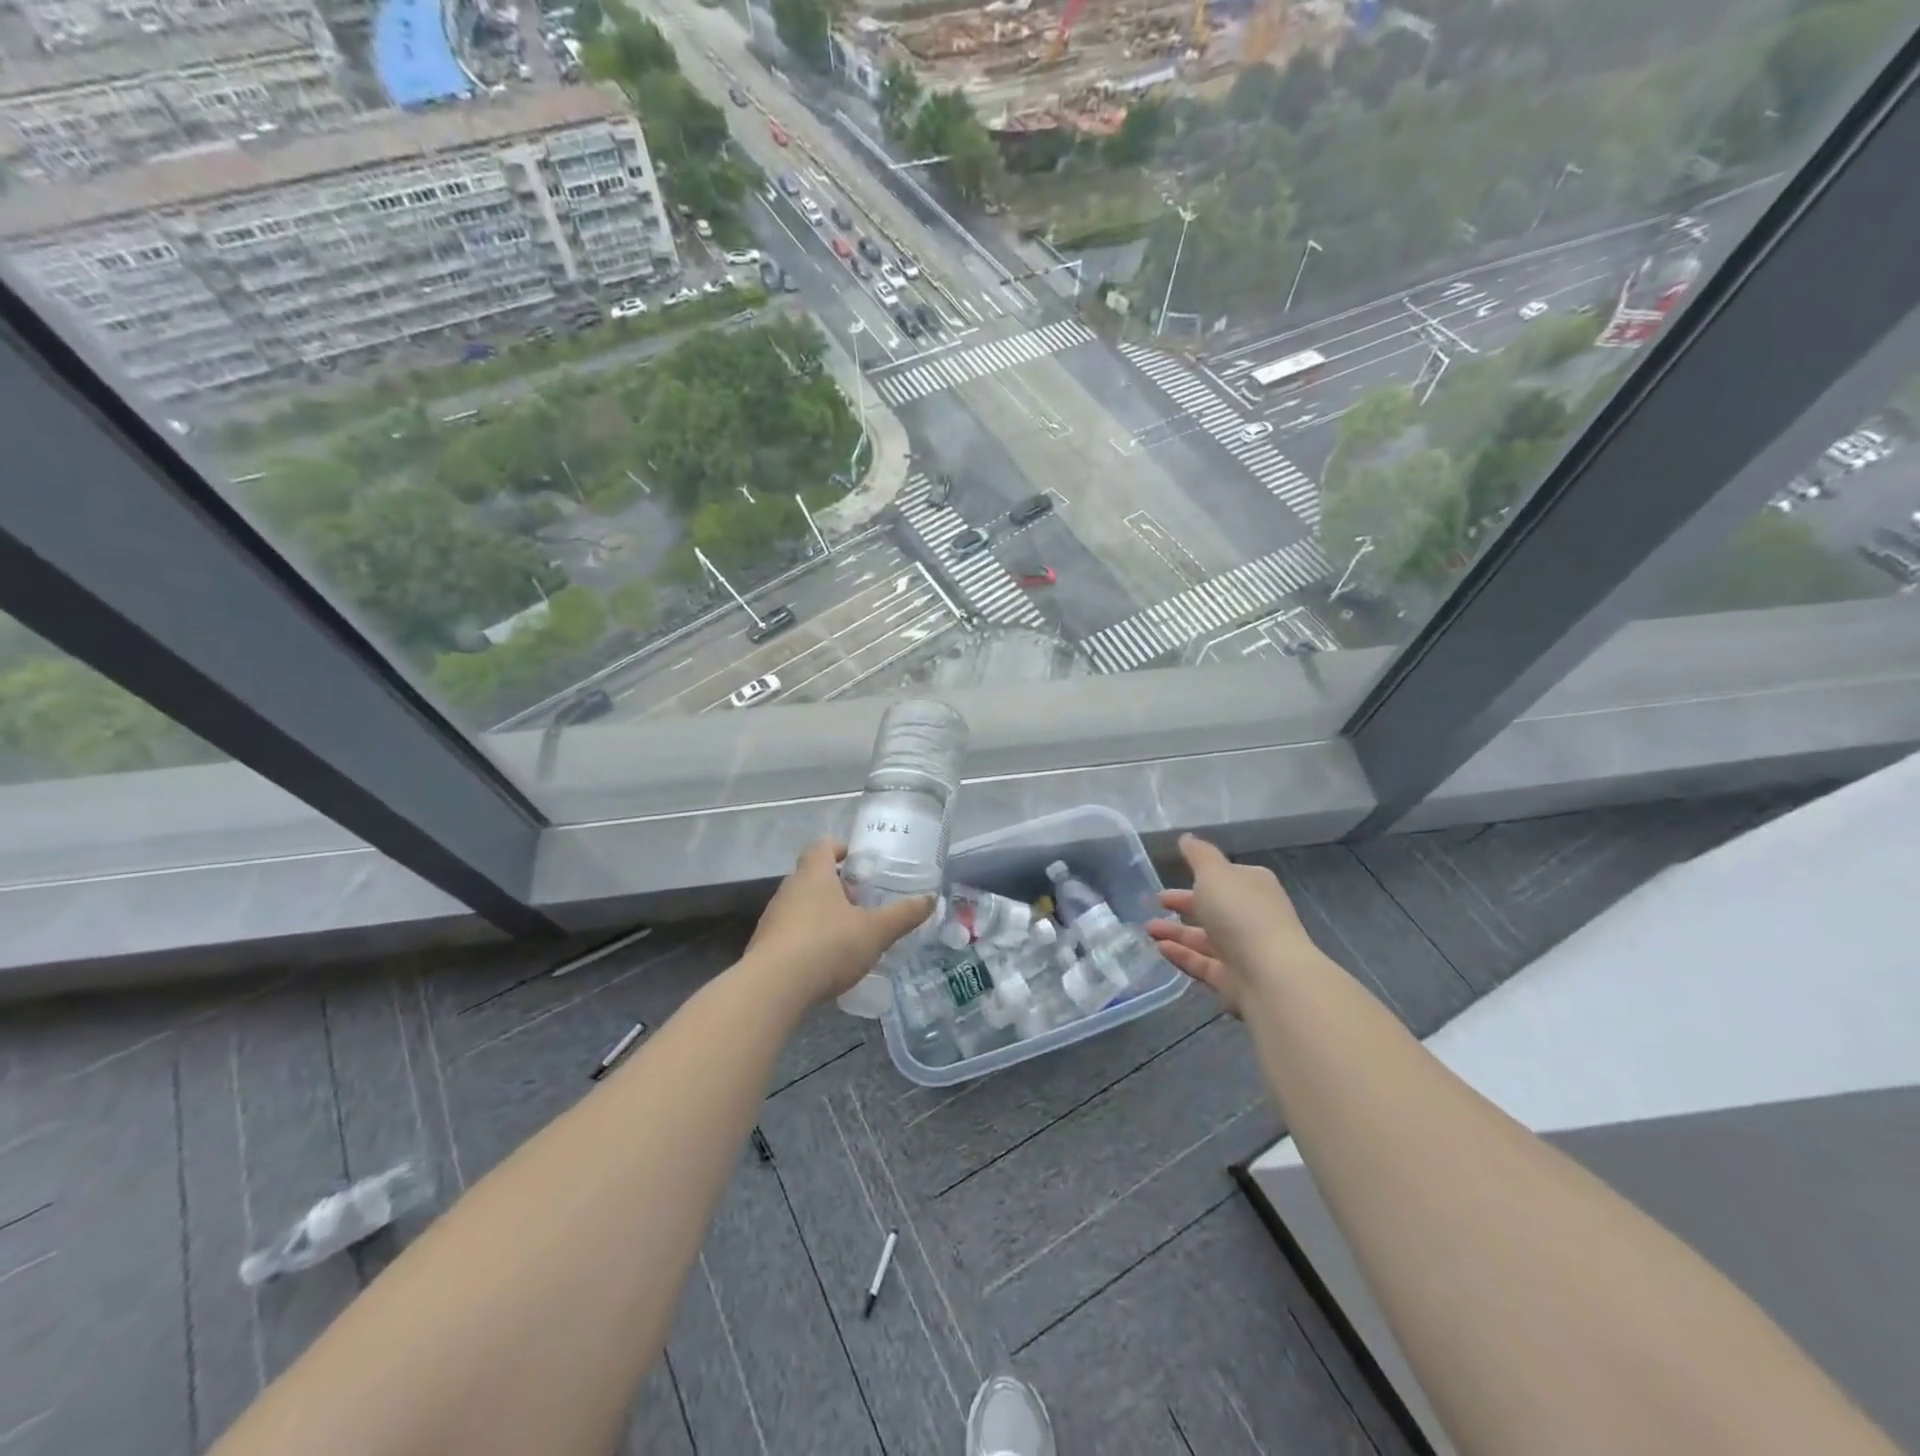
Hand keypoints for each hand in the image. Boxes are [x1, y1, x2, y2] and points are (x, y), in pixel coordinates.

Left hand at [745, 839, 935, 1005]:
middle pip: (812, 876)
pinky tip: (823, 962)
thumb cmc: (827, 946)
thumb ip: (903, 915)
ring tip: (846, 935)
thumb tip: (930, 899)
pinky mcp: (763, 946)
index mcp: (814, 875)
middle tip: (861, 903)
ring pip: (800, 905)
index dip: (839, 848)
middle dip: (836, 887)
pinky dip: (806, 939)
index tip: (857, 860)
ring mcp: (772, 918)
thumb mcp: (875, 932)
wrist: (772, 988)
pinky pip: (789, 933)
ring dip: (821, 914)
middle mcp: (789, 890)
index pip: (822, 846)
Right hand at [1146, 834, 1318, 1015]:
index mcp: (1253, 886)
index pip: (1224, 877)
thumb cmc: (1241, 913)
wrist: (1270, 976)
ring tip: (1147, 929)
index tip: (1170, 874)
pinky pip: (1201, 962)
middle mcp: (1251, 916)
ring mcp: (1243, 949)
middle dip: (1182, 904)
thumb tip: (1186, 837)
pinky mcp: (1232, 978)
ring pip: (1204, 937)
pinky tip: (1159, 948)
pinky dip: (1180, 954)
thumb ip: (1198, 855)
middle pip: (1212, 907)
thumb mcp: (1214, 873)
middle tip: (1153, 902)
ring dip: (1175, 931)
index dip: (1199, 875)